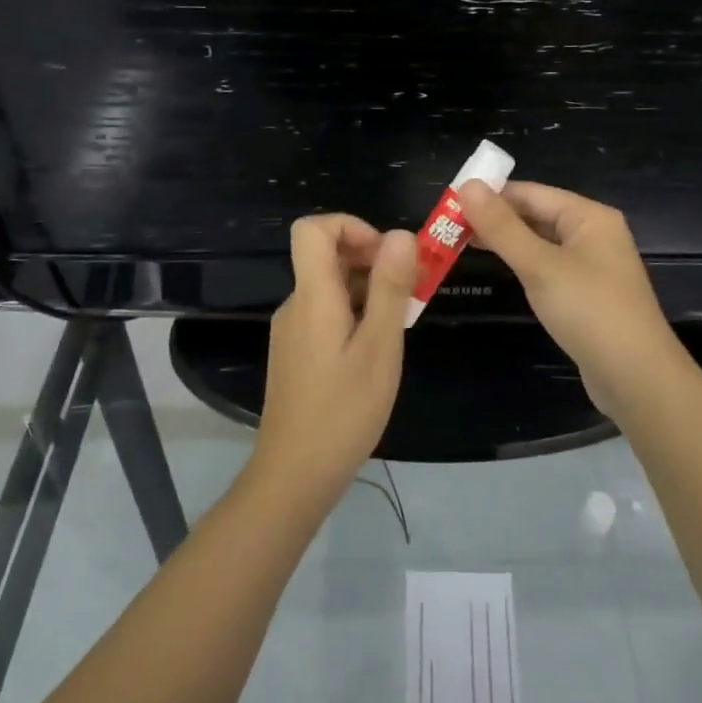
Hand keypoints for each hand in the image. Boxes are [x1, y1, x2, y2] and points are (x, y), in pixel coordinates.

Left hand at [254, 214, 415, 496]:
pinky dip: (355, 313)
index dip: (351, 226)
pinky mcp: (296, 352)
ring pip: (330, 286)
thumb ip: (390, 288)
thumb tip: (401, 234)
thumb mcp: (380, 348)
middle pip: (325, 255)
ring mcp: (292, 329)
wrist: (294, 475)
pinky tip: (377, 349)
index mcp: (312, 296)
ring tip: (400, 323)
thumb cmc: (343, 411)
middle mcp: (296, 304)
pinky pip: (326, 312)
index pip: (312, 229)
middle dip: (371, 259)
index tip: (386, 254)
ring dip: (368, 289)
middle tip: (408, 291)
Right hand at [458, 181, 693, 420]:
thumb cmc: (589, 311)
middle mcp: (593, 233)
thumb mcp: (540, 266)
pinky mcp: (586, 294)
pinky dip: (522, 264)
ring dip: (505, 241)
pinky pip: (548, 266)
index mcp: (589, 216)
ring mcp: (592, 265)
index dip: (490, 195)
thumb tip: (466, 185)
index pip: (530, 192)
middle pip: (537, 214)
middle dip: (495, 219)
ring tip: (460, 243)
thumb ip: (502, 227)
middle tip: (447, 226)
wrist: (637, 378)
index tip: (448, 202)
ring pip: (540, 242)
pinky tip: (499, 269)